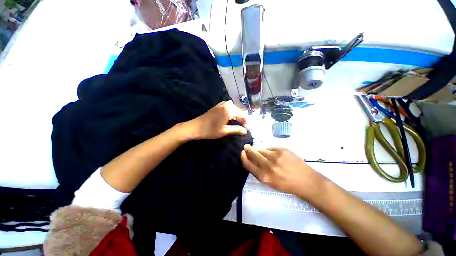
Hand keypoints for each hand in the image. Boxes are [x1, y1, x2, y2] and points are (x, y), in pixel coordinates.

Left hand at [185, 100, 247, 139]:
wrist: (196, 127)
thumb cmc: (210, 130)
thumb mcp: (224, 131)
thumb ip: (236, 129)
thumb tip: (245, 131)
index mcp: (229, 111)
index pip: (242, 114)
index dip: (246, 121)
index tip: (246, 128)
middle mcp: (226, 105)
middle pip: (238, 110)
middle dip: (242, 117)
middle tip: (243, 126)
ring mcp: (221, 104)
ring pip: (234, 107)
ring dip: (237, 113)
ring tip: (238, 121)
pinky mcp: (217, 106)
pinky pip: (228, 105)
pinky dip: (232, 110)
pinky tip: (230, 116)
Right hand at [241, 145, 324, 199]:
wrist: (306, 181)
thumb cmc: (286, 184)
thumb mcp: (270, 182)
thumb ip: (259, 172)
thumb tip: (251, 159)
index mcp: (264, 176)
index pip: (248, 163)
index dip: (243, 157)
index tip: (242, 152)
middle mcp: (268, 166)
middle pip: (252, 153)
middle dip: (248, 149)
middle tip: (246, 147)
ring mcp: (276, 156)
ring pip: (261, 150)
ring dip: (260, 151)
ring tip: (266, 155)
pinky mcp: (282, 150)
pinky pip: (271, 148)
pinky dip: (270, 151)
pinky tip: (276, 155)